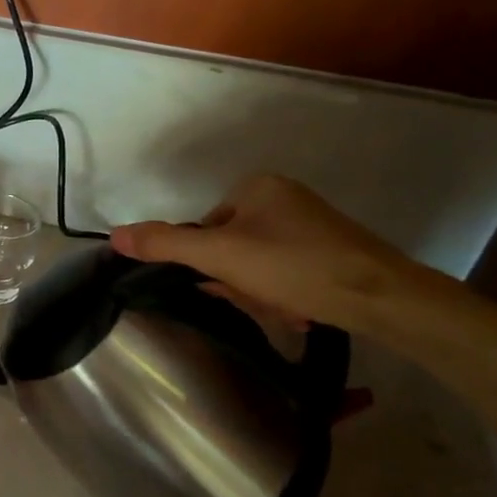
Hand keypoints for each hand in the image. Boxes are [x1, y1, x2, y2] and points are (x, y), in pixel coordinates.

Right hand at [110, 174, 432, 335]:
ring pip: (258, 267)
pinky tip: (301, 310)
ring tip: (286, 308)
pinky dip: (286, 295)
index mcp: (257, 187)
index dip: (210, 263)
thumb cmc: (294, 266)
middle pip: (231, 249)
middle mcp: (284, 198)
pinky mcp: (332, 251)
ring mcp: (310, 224)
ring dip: (262, 295)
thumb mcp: (220, 256)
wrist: (383, 298)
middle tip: (259, 300)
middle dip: (239, 283)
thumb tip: (113, 235)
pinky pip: (286, 274)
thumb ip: (165, 244)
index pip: (205, 228)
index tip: (227, 286)